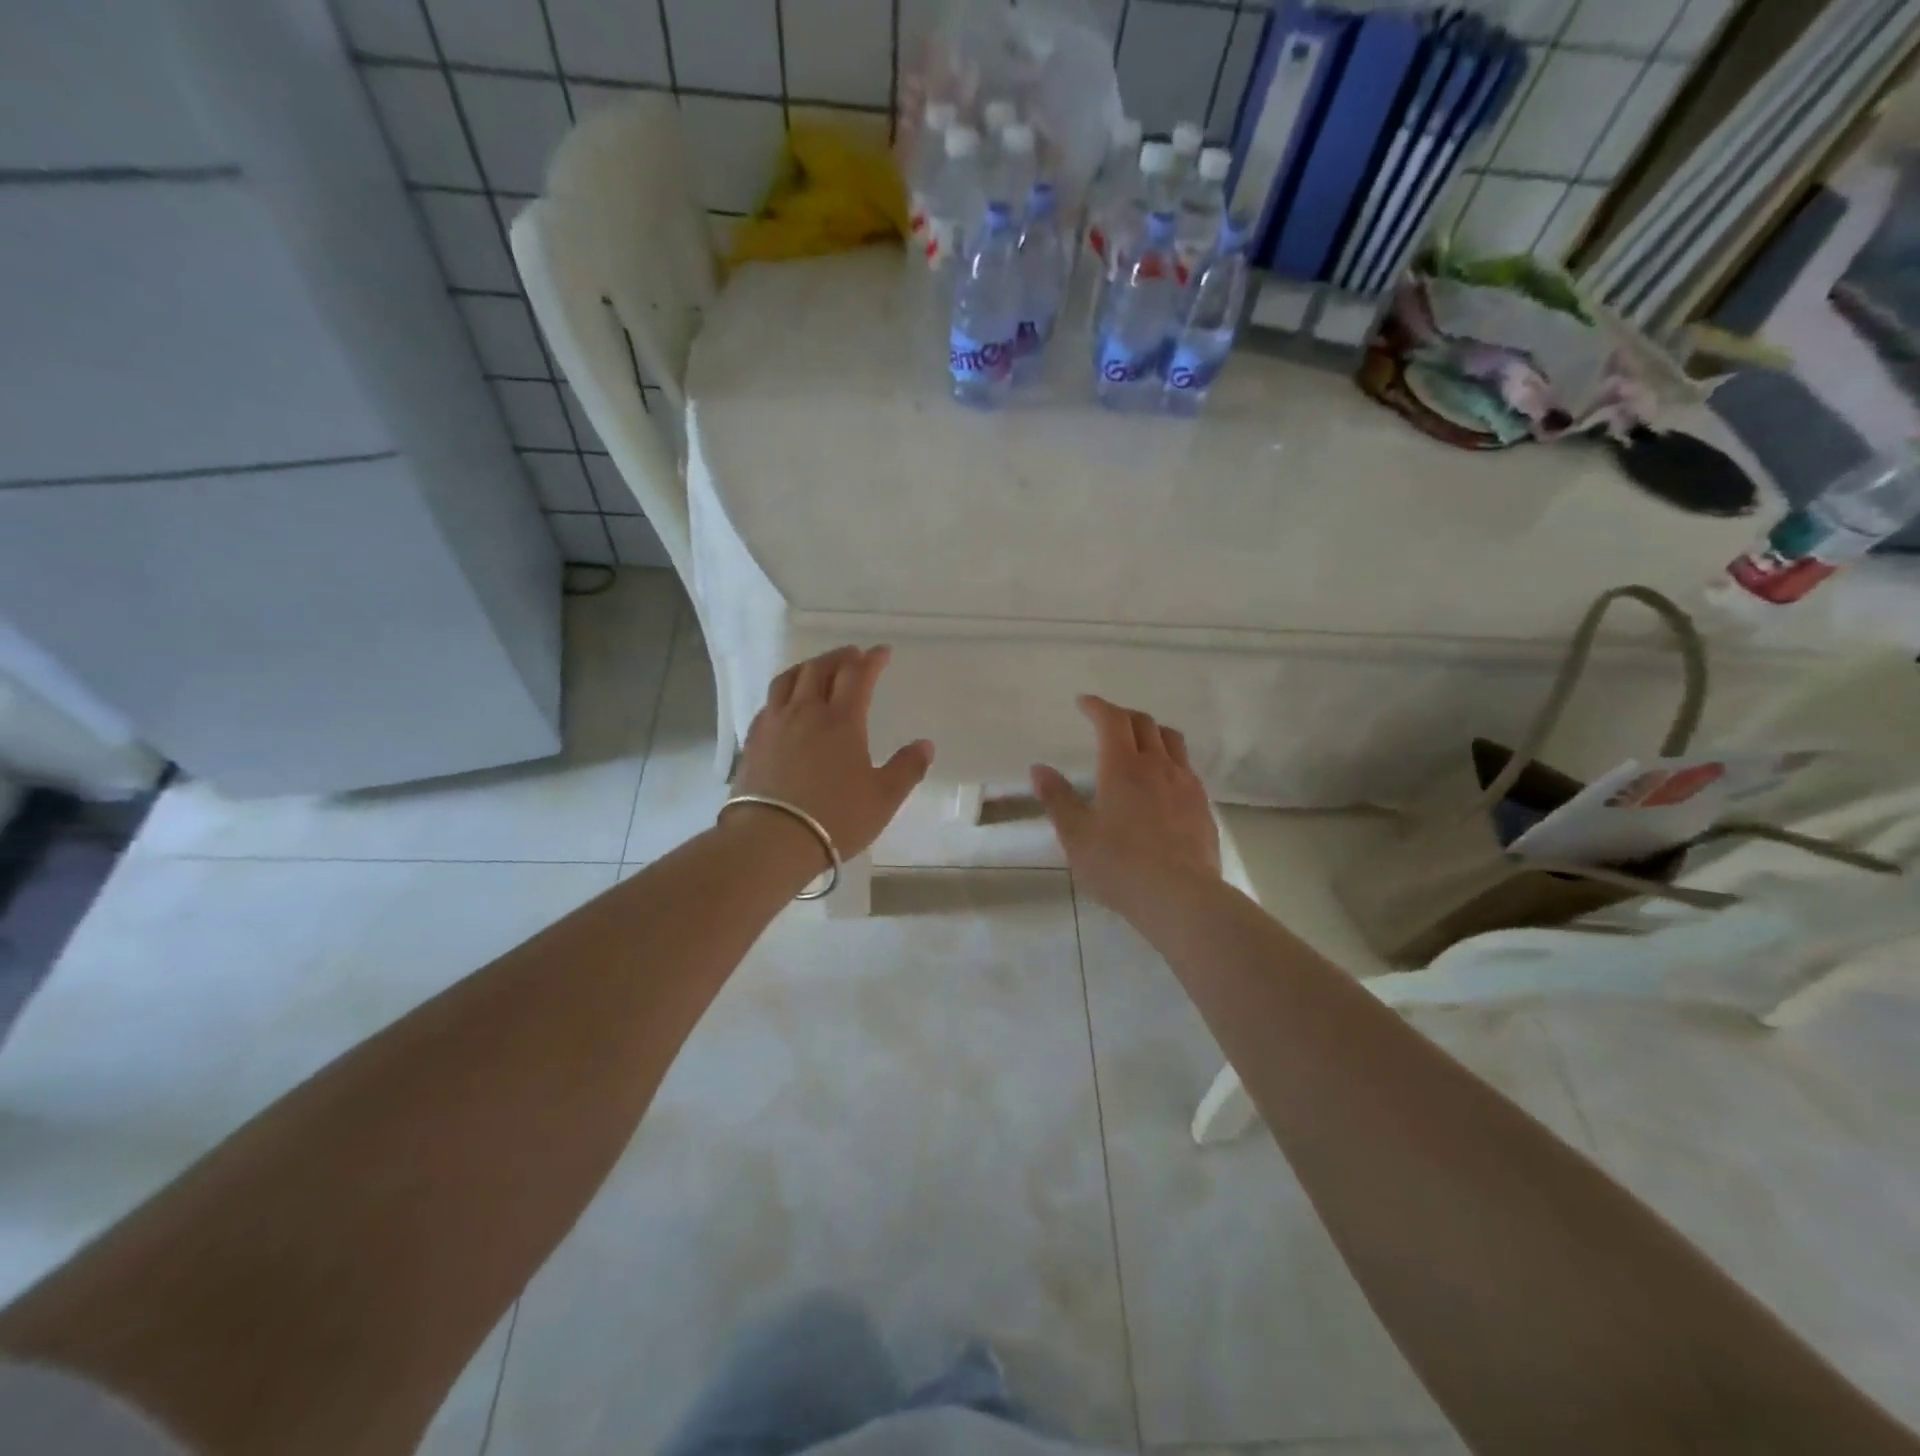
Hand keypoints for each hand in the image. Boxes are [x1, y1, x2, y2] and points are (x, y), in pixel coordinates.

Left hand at [733, 646, 933, 858]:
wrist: (771, 839)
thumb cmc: (835, 818)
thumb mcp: (883, 798)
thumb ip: (907, 769)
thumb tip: (925, 745)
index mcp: (842, 721)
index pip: (858, 676)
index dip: (872, 660)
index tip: (882, 652)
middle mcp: (806, 712)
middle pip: (820, 669)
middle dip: (840, 657)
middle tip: (853, 655)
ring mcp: (775, 724)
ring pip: (789, 679)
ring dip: (808, 667)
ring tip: (817, 669)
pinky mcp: (754, 740)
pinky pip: (769, 703)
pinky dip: (784, 692)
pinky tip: (786, 704)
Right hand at [1030, 695, 1219, 906]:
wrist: (1181, 896)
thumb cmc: (1119, 865)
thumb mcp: (1076, 836)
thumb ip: (1057, 799)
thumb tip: (1039, 769)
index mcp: (1123, 766)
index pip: (1112, 720)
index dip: (1097, 706)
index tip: (1084, 703)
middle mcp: (1157, 765)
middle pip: (1145, 723)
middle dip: (1123, 715)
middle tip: (1107, 722)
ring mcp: (1185, 783)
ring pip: (1172, 740)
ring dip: (1152, 732)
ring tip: (1139, 743)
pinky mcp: (1202, 805)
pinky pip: (1186, 767)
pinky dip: (1170, 759)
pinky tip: (1162, 781)